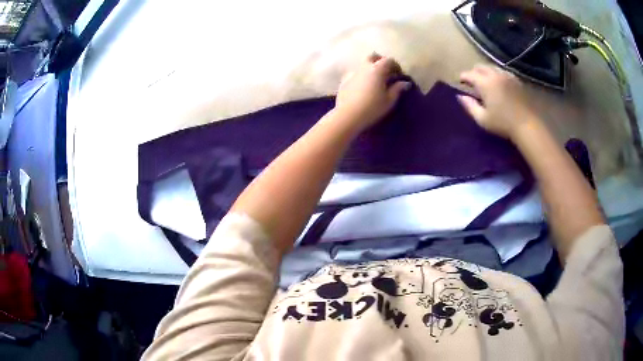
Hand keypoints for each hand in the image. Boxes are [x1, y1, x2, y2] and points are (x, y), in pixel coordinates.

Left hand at [334, 53, 410, 131]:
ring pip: (363, 64)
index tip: (399, 75)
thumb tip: (405, 83)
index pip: (389, 60)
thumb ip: (398, 89)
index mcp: (377, 69)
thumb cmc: (372, 107)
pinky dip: (361, 76)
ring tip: (375, 81)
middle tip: (386, 72)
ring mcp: (352, 72)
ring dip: (370, 68)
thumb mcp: (389, 100)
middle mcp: (364, 67)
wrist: (348, 115)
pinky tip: (363, 87)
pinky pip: (355, 73)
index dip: (396, 66)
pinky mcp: (344, 80)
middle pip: (373, 56)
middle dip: (381, 61)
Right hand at [457, 65, 540, 139]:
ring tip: (485, 82)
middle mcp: (495, 75)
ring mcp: (506, 76)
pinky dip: (497, 75)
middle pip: (480, 67)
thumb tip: (460, 96)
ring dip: (485, 72)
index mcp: (485, 83)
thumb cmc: (503, 124)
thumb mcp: (482, 119)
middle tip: (472, 82)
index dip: (463, 77)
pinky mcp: (516, 80)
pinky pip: (502, 72)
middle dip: (474, 72)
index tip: (461, 83)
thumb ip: (470, 106)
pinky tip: (498, 84)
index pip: (469, 74)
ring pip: (491, 67)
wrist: (527, 124)